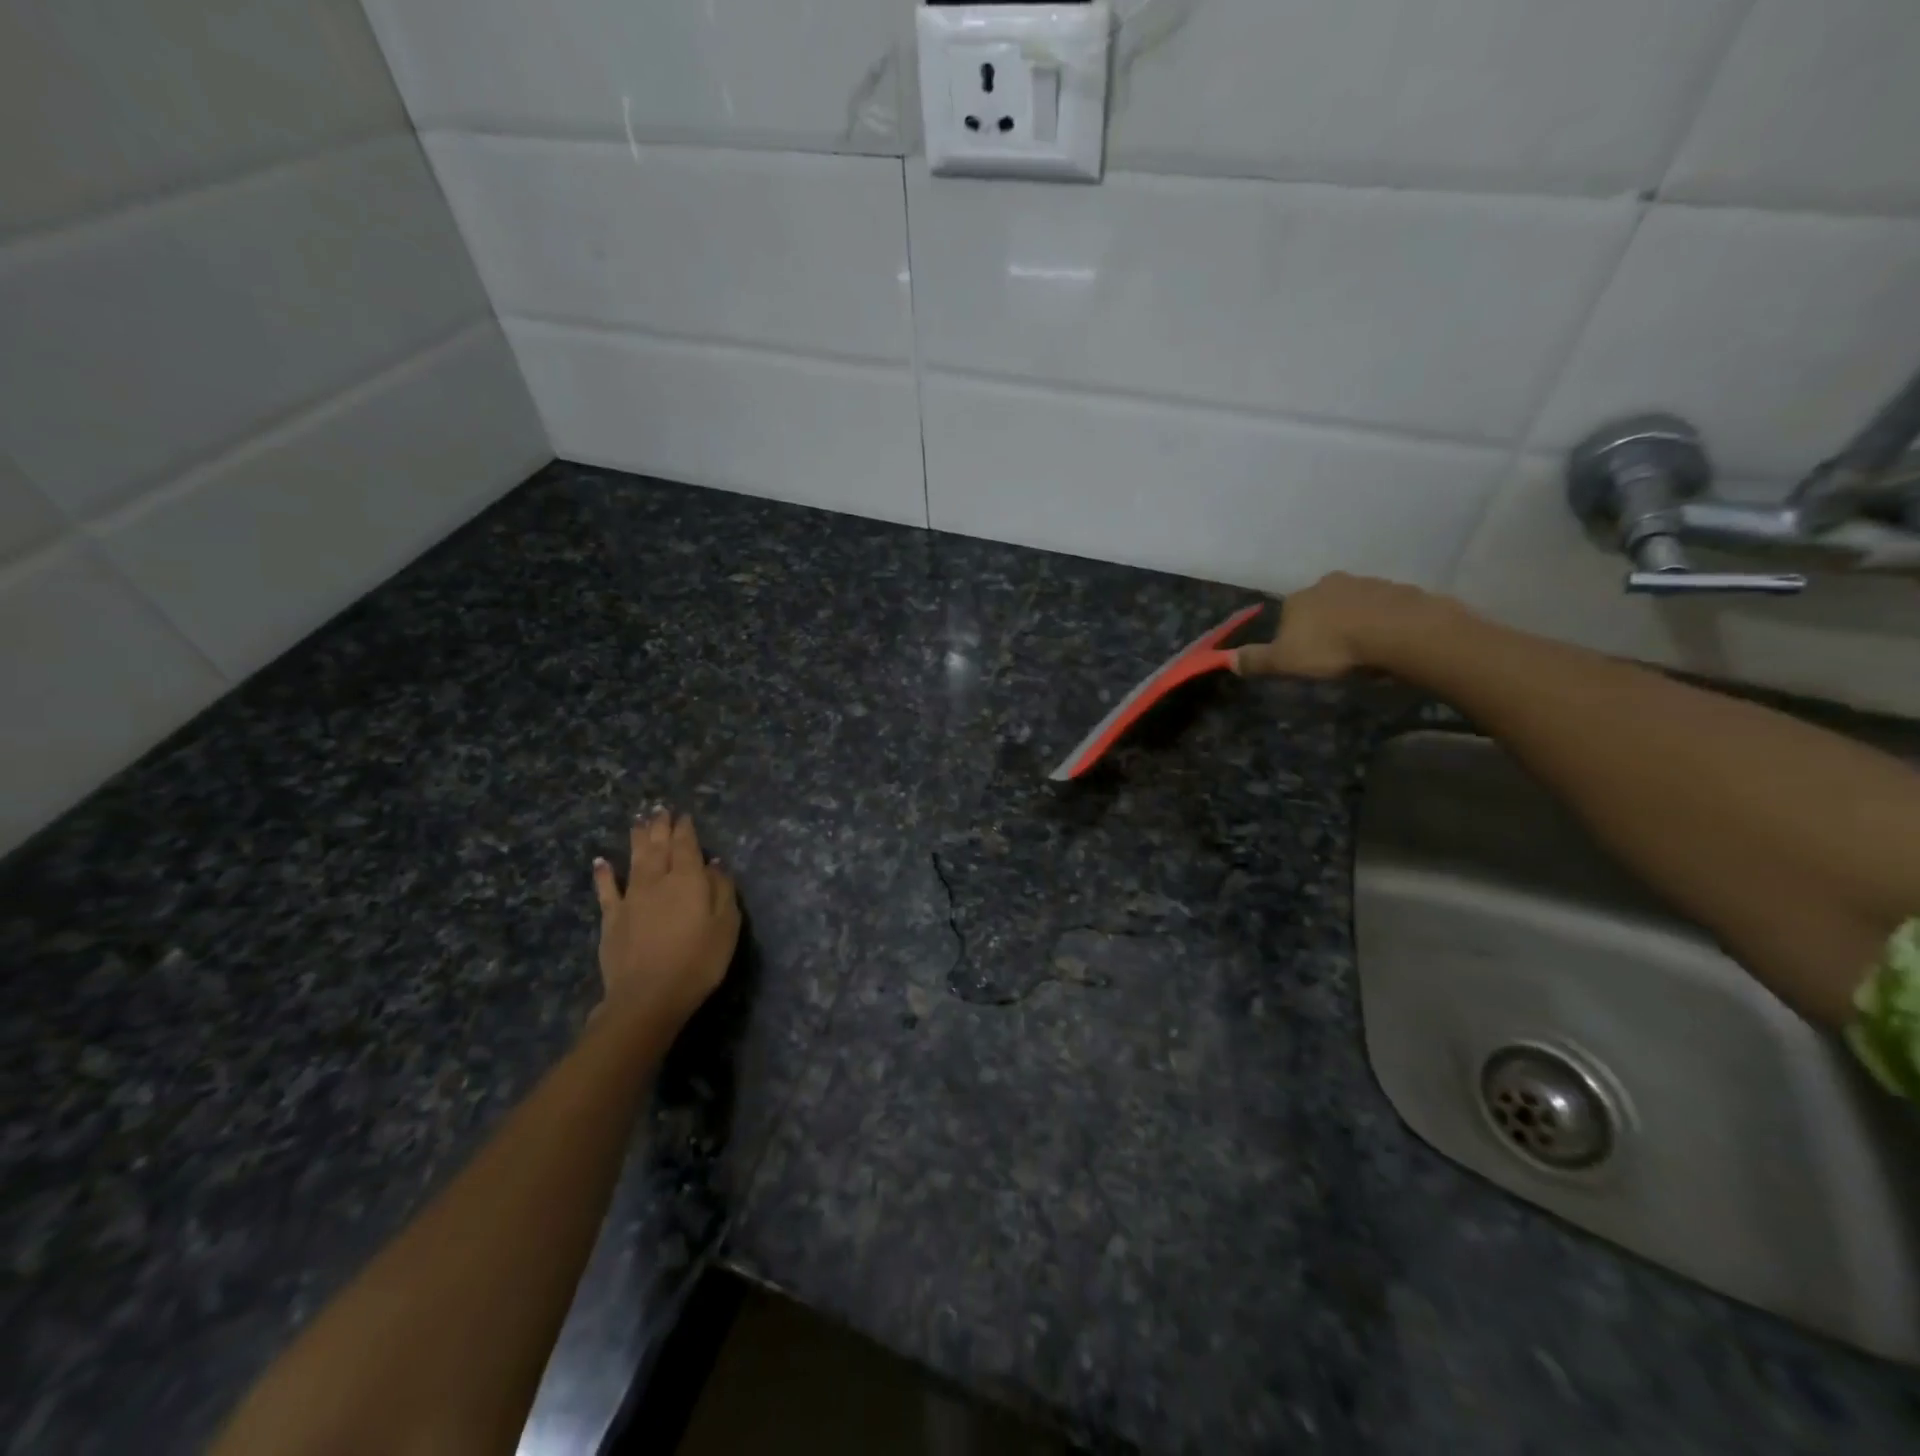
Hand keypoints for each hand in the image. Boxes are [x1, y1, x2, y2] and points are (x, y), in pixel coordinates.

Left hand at [591, 811, 739, 1029]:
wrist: (648, 997)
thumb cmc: (698, 961)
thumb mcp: (727, 926)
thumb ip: (722, 890)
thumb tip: (714, 864)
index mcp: (688, 880)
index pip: (687, 846)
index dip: (686, 829)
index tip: (684, 815)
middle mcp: (658, 881)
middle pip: (659, 847)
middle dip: (660, 827)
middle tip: (659, 809)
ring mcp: (632, 898)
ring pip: (635, 860)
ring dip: (637, 839)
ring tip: (638, 821)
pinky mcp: (612, 918)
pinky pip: (606, 889)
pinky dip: (603, 873)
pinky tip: (600, 861)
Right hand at [1234, 572, 1443, 678]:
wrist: (1397, 632)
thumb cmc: (1332, 647)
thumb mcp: (1285, 661)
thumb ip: (1257, 660)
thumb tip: (1226, 660)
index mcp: (1297, 599)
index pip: (1286, 615)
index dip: (1292, 637)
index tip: (1303, 657)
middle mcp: (1327, 584)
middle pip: (1319, 606)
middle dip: (1323, 625)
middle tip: (1333, 654)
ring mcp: (1364, 583)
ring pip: (1351, 604)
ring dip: (1353, 622)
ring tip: (1362, 650)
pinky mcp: (1396, 590)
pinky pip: (1382, 608)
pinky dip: (1380, 622)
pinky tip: (1386, 642)